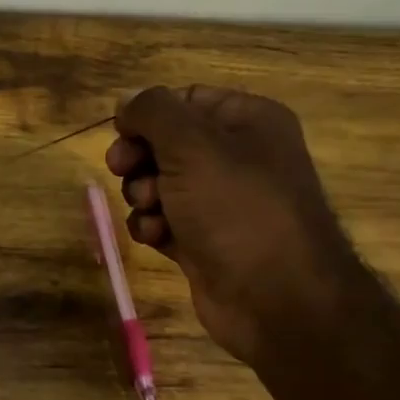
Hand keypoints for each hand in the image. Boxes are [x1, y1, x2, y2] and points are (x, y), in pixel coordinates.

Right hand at [106, 86, 361, 365]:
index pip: (184, 100)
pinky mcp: (204, 240)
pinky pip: (163, 221)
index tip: (122, 135)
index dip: (148, 116)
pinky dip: (153, 227)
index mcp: (247, 121)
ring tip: (153, 212)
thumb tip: (126, 100)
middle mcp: (237, 156)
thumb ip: (153, 112)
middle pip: (165, 143)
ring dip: (142, 196)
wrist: (277, 299)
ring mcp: (220, 202)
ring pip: (158, 183)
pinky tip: (157, 238)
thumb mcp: (191, 146)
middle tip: (125, 171)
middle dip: (140, 159)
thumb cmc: (237, 209)